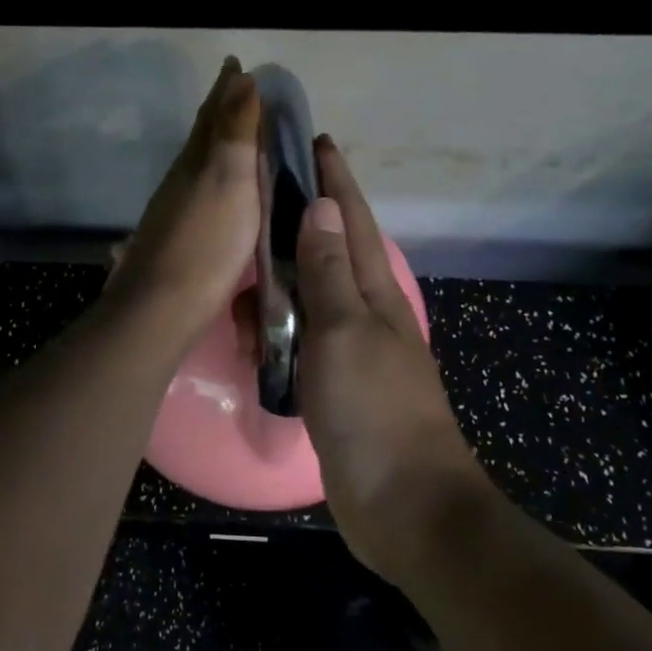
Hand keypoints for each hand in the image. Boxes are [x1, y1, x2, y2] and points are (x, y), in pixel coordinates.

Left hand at [104, 58, 260, 351]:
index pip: (213, 114)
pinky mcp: (179, 239)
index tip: (236, 65)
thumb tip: (241, 79)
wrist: (163, 307)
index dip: (226, 89)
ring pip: (199, 164)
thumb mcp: (229, 181)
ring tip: (235, 137)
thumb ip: (235, 132)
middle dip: (220, 111)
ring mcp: (176, 210)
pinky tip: (219, 194)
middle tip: (237, 92)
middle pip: (201, 136)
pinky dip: (215, 180)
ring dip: (216, 145)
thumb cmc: (207, 243)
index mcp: (195, 161)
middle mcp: (181, 180)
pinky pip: (201, 193)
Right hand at [294, 137, 487, 576]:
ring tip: (245, 265)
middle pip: (332, 253)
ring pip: (311, 298)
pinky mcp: (335, 387)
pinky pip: (300, 341)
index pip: (353, 223)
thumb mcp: (345, 334)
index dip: (335, 181)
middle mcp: (365, 316)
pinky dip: (277, 326)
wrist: (406, 509)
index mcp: (375, 296)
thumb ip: (330, 274)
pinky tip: (255, 327)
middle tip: (259, 198)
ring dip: (282, 278)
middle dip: (302, 220)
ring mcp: (351, 353)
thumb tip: (324, 207)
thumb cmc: (375, 413)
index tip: (314, 141)